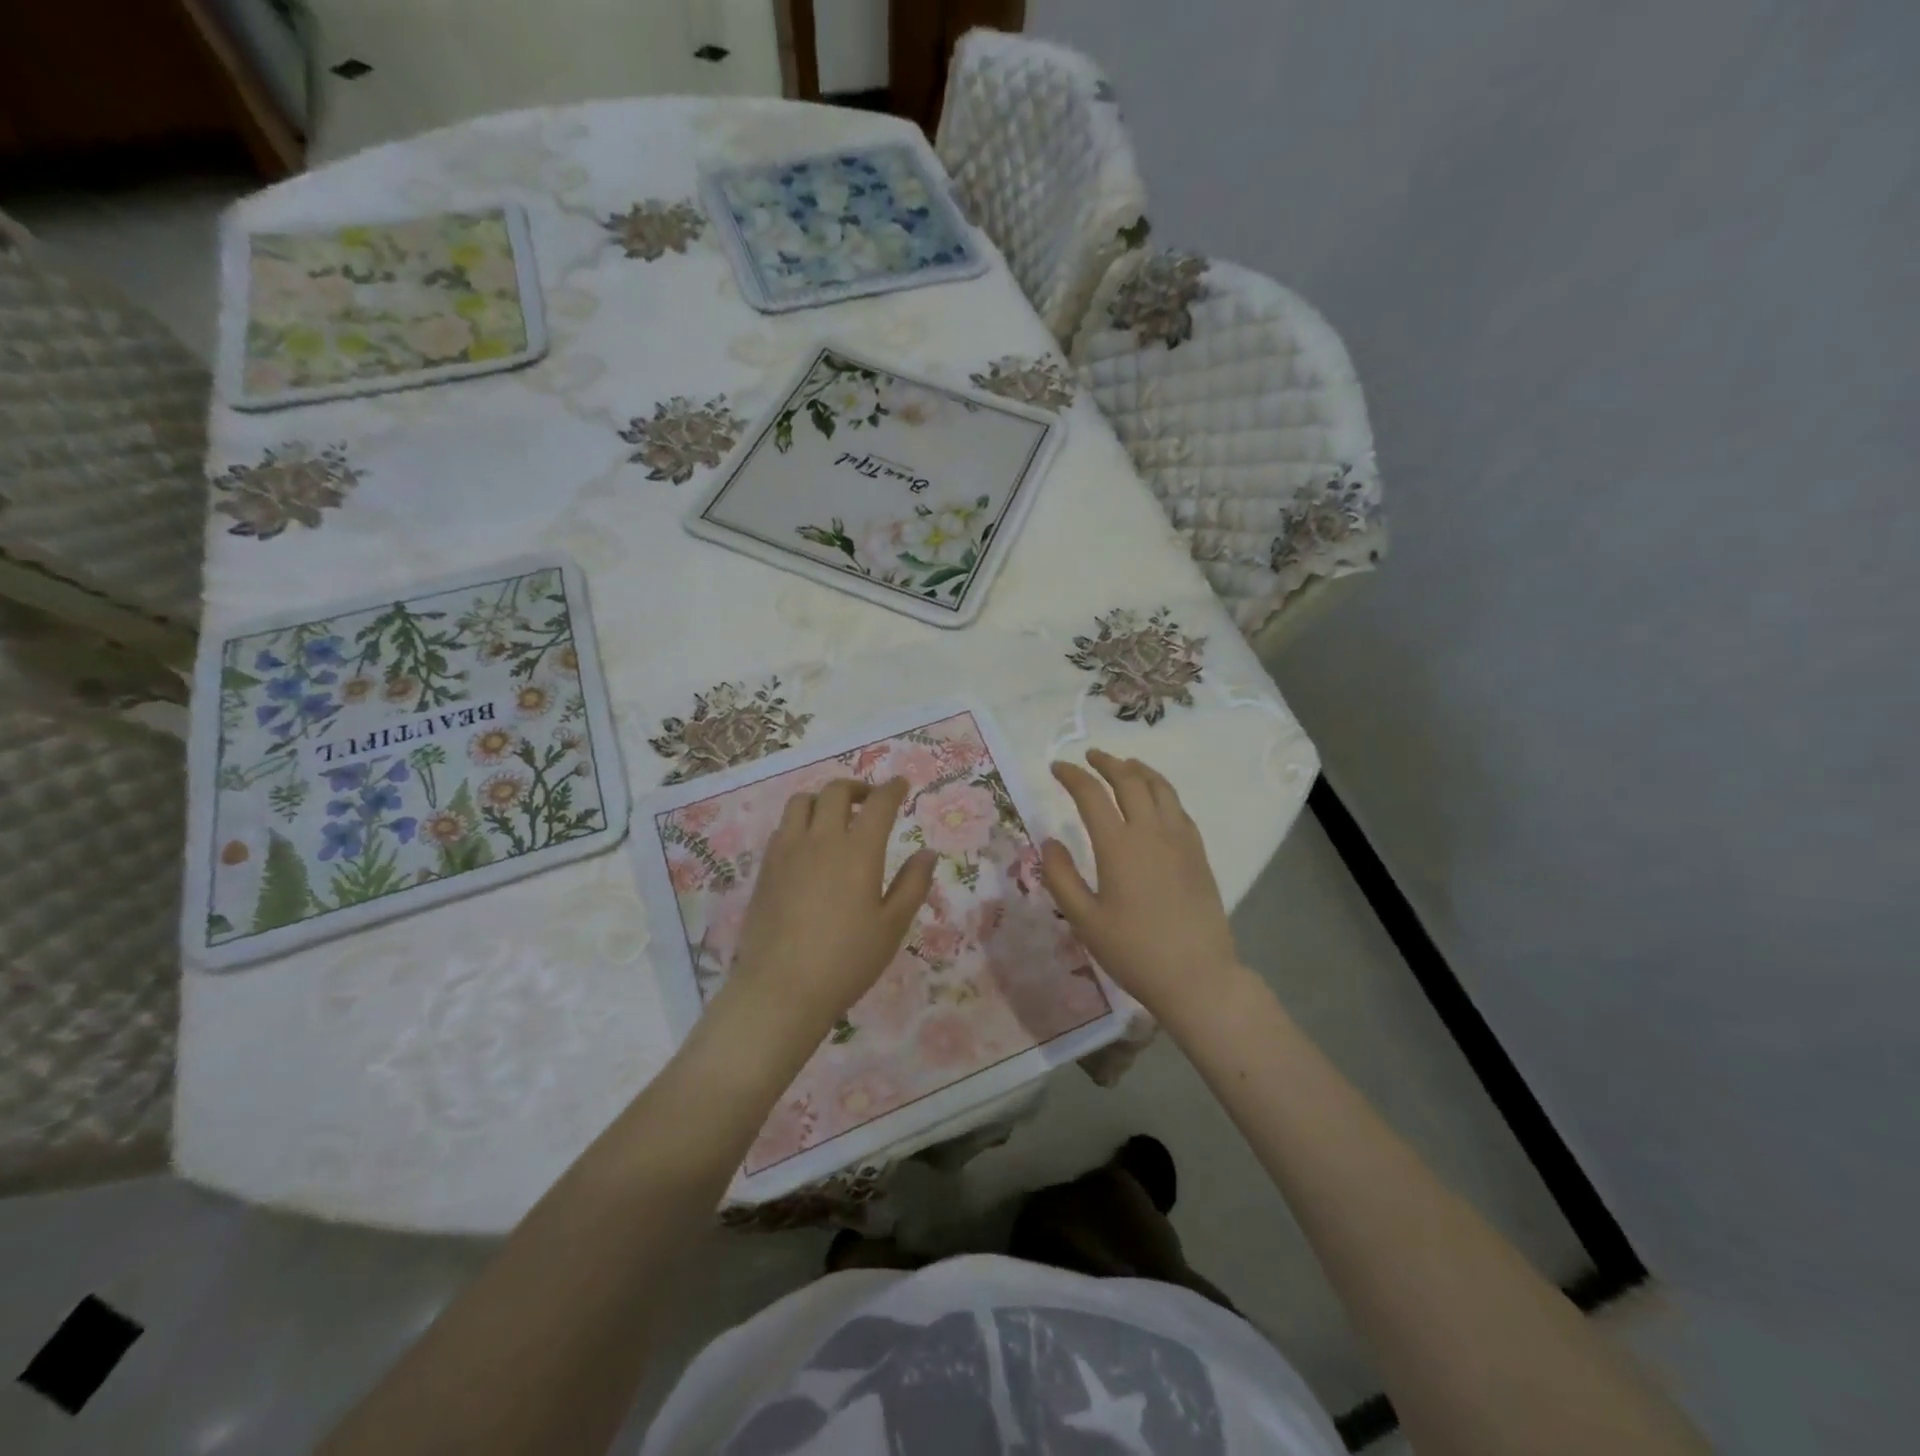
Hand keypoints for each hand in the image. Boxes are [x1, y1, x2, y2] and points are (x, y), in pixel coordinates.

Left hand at [722, 777, 936, 1033]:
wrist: (781, 989)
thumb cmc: (847, 961)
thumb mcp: (892, 927)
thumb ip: (912, 884)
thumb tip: (928, 852)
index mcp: (858, 851)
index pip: (878, 804)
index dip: (892, 789)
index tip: (901, 784)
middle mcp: (821, 840)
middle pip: (835, 792)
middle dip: (856, 787)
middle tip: (869, 800)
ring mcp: (787, 851)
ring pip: (801, 802)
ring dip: (822, 799)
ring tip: (834, 816)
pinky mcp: (766, 868)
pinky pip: (783, 827)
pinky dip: (800, 822)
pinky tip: (808, 846)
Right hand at [1041, 749, 1240, 1017]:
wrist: (1197, 976)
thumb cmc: (1133, 951)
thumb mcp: (1084, 919)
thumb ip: (1060, 876)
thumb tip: (1049, 841)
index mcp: (1118, 845)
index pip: (1091, 794)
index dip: (1072, 776)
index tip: (1057, 768)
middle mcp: (1151, 831)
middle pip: (1129, 780)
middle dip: (1107, 762)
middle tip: (1090, 757)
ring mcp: (1180, 840)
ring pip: (1160, 788)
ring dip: (1138, 770)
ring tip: (1124, 765)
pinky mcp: (1198, 853)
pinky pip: (1179, 808)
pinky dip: (1162, 791)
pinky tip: (1156, 799)